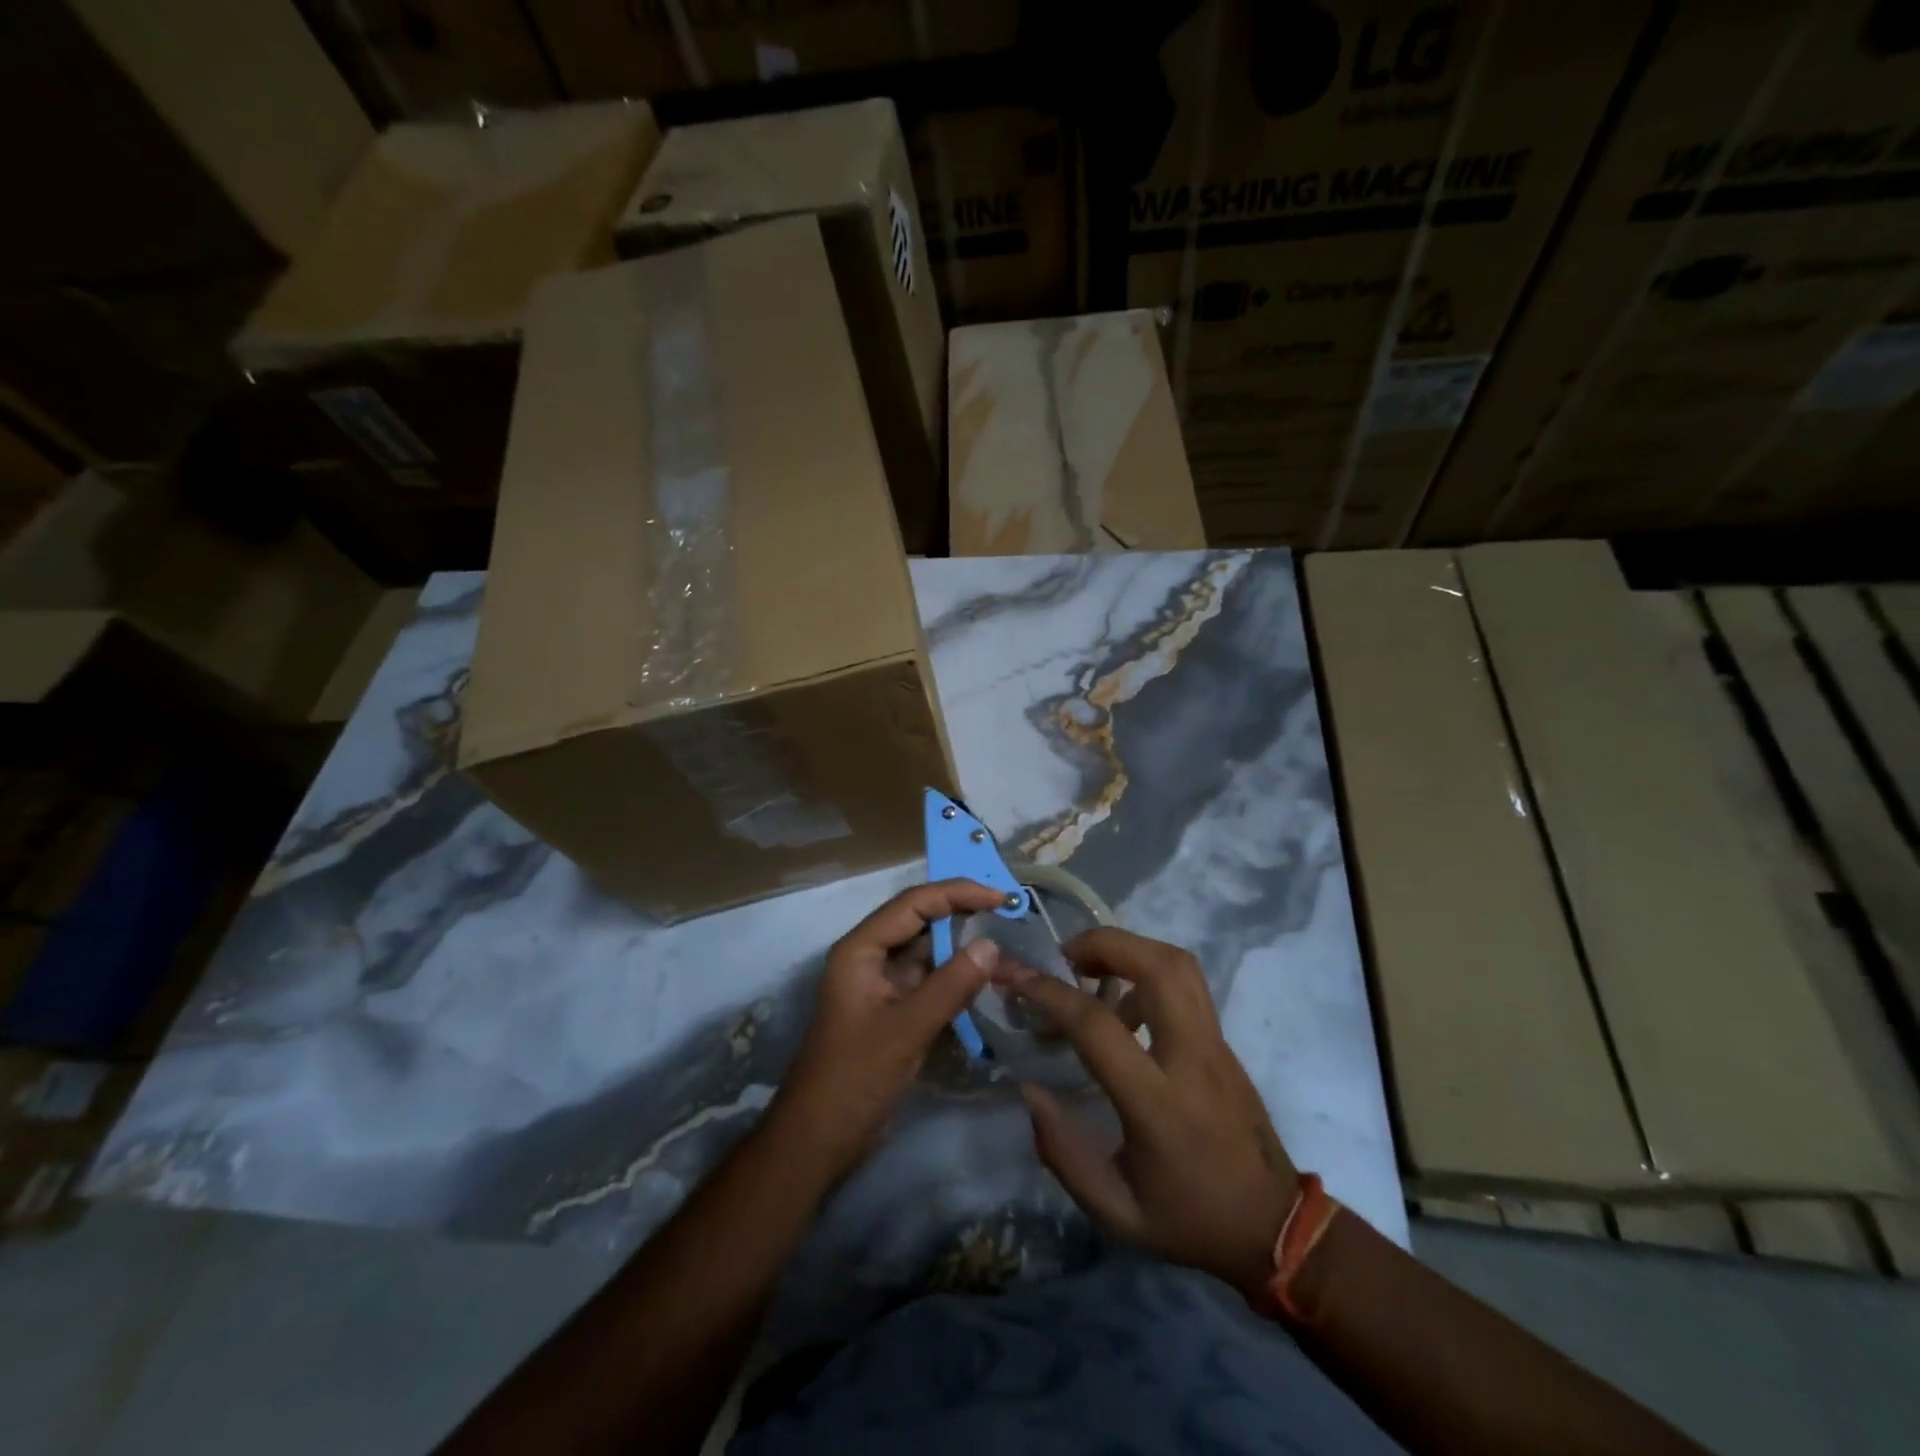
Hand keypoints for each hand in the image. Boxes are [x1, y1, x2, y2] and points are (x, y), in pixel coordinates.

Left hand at [769, 879, 1011, 1180]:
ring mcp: (881, 984)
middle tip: (1008, 912)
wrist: (819, 1139)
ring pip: (926, 951)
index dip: (957, 893)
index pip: (913, 903)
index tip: (1000, 897)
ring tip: (1005, 939)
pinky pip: (928, 979)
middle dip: (962, 912)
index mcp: (861, 950)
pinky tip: (985, 976)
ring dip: (961, 944)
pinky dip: (955, 975)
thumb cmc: (854, 1078)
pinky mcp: (893, 1010)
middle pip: (919, 921)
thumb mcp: (906, 1030)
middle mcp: (870, 957)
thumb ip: (951, 985)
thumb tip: (991, 945)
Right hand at [1006, 929, 1299, 1301]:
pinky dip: (1148, 971)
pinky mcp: (1224, 1040)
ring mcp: (1215, 1044)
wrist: (1275, 1228)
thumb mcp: (1116, 1211)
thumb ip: (1064, 1153)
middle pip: (1157, 967)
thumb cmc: (1190, 1220)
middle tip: (1065, 956)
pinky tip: (1123, 1005)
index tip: (1017, 979)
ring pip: (1179, 964)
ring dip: (1129, 948)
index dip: (1052, 994)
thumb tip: (1029, 1091)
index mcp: (1159, 1105)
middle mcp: (1192, 1059)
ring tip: (1091, 967)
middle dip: (1104, 943)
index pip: (1099, 1026)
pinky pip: (1187, 984)